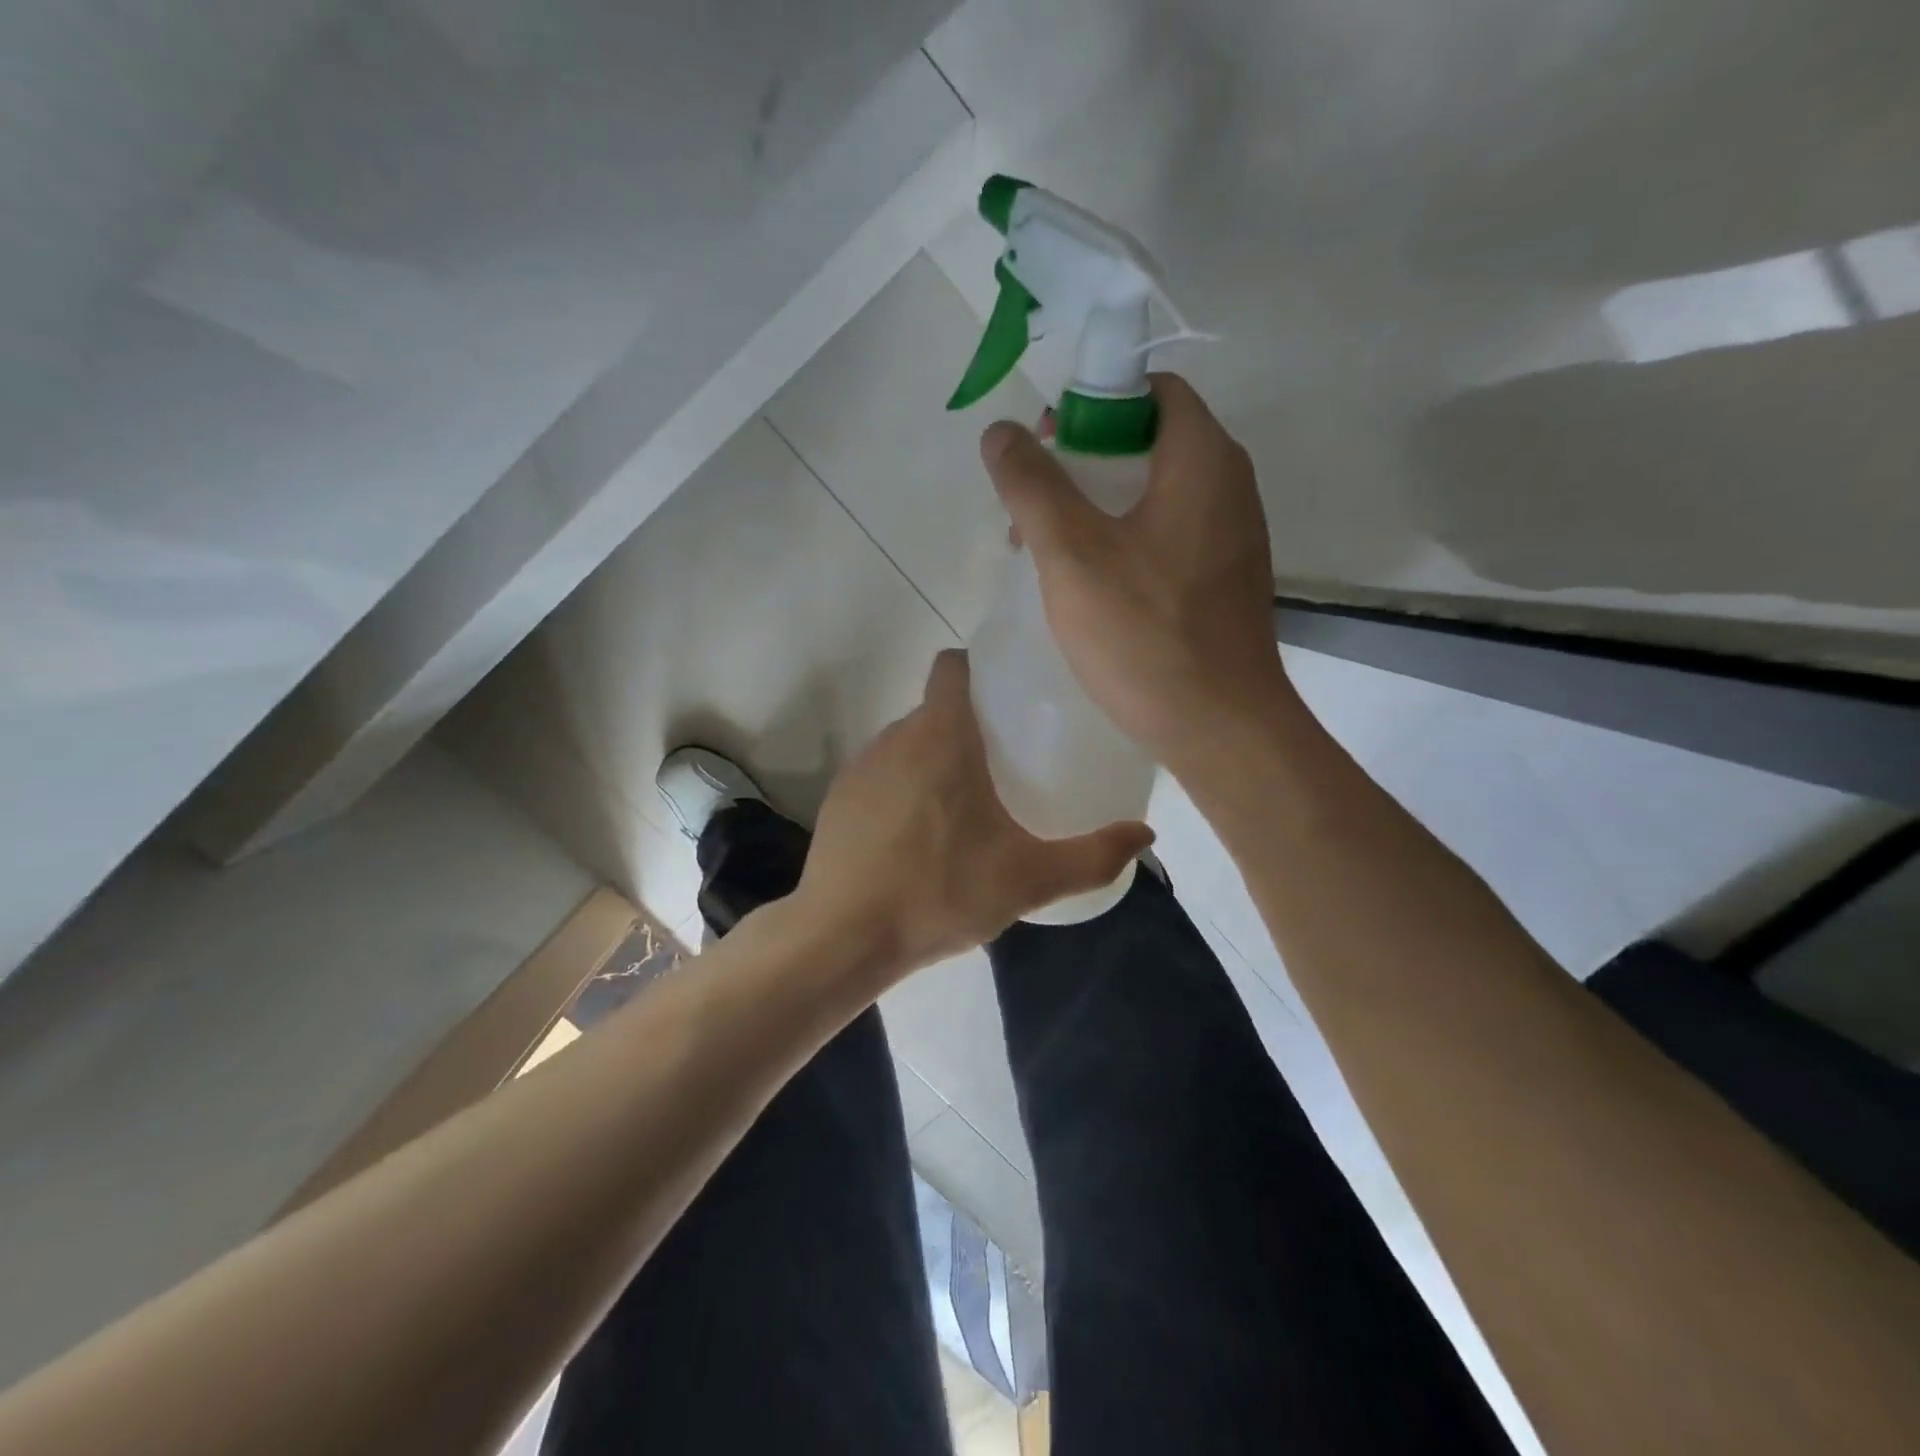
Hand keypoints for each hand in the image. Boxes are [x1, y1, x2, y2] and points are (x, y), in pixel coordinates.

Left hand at [795, 650, 1152, 981]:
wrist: (844, 937)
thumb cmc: (940, 892)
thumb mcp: (1029, 879)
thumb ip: (1093, 856)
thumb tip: (1145, 836)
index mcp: (942, 737)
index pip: (952, 666)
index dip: (979, 669)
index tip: (1009, 696)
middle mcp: (896, 738)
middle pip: (936, 709)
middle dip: (968, 725)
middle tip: (1005, 762)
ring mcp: (861, 768)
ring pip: (907, 743)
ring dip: (934, 760)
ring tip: (964, 803)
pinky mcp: (839, 800)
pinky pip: (881, 775)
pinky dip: (902, 789)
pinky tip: (918, 837)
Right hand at [981, 374, 1294, 769]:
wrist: (1220, 727)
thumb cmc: (1145, 633)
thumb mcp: (1072, 554)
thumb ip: (1033, 486)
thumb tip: (1000, 432)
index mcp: (1203, 459)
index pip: (1150, 391)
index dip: (1091, 405)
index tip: (1045, 446)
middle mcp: (1229, 486)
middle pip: (1149, 442)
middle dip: (1083, 464)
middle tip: (1033, 507)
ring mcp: (1231, 538)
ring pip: (1154, 495)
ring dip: (1098, 509)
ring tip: (1046, 552)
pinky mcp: (1223, 581)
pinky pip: (1167, 538)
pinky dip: (1124, 542)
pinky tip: (1089, 587)